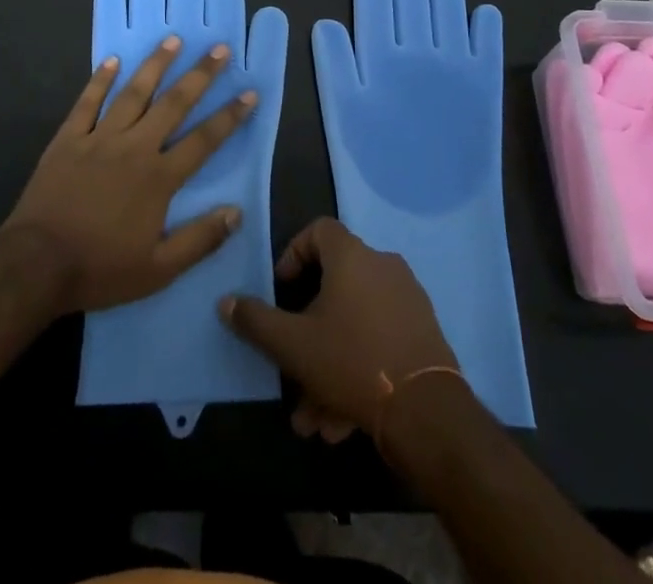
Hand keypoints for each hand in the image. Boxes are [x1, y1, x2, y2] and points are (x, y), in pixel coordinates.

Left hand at [1, 37, 257, 314]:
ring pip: (133, 93)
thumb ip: (199, 240)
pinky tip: (113, 60)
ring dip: (155, 65)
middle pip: (173, 104)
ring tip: (173, 40)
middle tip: (219, 49)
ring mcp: (99, 138)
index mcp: (158, 177)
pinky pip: (88, 102)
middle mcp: (134, 147)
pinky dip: (101, 79)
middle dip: (199, 75)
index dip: (229, 116)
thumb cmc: (100, 268)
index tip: (249, 92)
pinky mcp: (68, 138)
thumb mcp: (158, 270)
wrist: (36, 264)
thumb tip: (236, 213)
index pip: (203, 140)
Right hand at [219, 218, 458, 444]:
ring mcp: (407, 299)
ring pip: (355, 324)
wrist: (427, 410)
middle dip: (308, 333)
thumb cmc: (352, 360)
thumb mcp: (293, 344)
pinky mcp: (423, 332)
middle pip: (334, 288)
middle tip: (292, 368)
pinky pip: (379, 341)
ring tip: (314, 416)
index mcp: (352, 256)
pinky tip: (342, 421)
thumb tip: (225, 302)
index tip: (282, 288)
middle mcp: (382, 266)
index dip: (294, 253)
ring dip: (329, 365)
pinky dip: (357, 369)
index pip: (318, 230)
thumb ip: (256, 321)